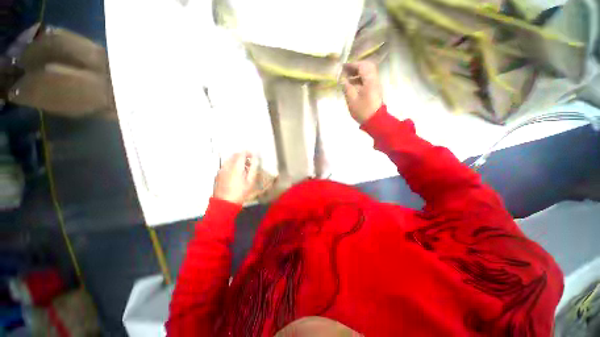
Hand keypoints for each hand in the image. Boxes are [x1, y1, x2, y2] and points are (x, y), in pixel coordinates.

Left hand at [213, 152, 258, 204]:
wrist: (225, 203)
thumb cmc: (240, 193)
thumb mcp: (250, 181)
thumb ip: (253, 168)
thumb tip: (256, 159)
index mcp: (236, 167)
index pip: (242, 153)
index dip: (249, 153)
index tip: (253, 156)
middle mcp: (227, 166)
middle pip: (235, 155)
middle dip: (243, 156)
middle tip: (249, 162)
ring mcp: (221, 170)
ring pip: (229, 159)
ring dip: (237, 160)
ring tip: (243, 168)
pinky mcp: (218, 174)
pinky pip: (226, 165)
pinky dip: (232, 165)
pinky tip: (236, 173)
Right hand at [342, 61, 383, 123]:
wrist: (375, 120)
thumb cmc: (363, 110)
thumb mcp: (352, 100)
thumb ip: (347, 88)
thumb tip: (342, 80)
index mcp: (369, 80)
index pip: (362, 66)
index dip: (352, 65)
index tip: (342, 67)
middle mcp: (374, 80)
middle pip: (367, 67)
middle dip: (355, 67)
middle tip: (346, 71)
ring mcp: (375, 84)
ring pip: (368, 73)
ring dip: (357, 73)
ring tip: (347, 78)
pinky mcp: (375, 90)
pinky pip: (368, 80)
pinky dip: (360, 79)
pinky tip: (352, 85)